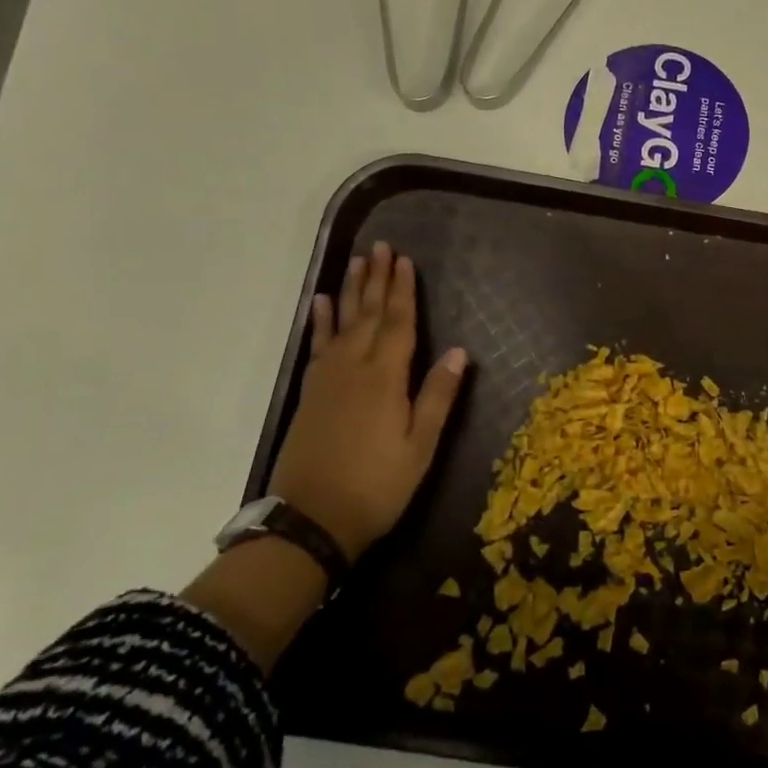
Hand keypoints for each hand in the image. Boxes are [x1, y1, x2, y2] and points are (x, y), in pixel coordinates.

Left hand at [269, 241, 467, 561]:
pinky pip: (316, 346)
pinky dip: (318, 322)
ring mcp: (327, 379)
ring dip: (349, 290)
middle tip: (379, 246)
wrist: (311, 521)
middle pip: (368, 314)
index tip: (404, 260)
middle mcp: (354, 368)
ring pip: (341, 323)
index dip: (402, 290)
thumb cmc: (377, 486)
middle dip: (376, 279)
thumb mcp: (420, 447)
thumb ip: (438, 396)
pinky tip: (319, 304)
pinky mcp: (310, 393)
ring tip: (355, 262)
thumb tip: (458, 351)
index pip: (398, 323)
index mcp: (385, 378)